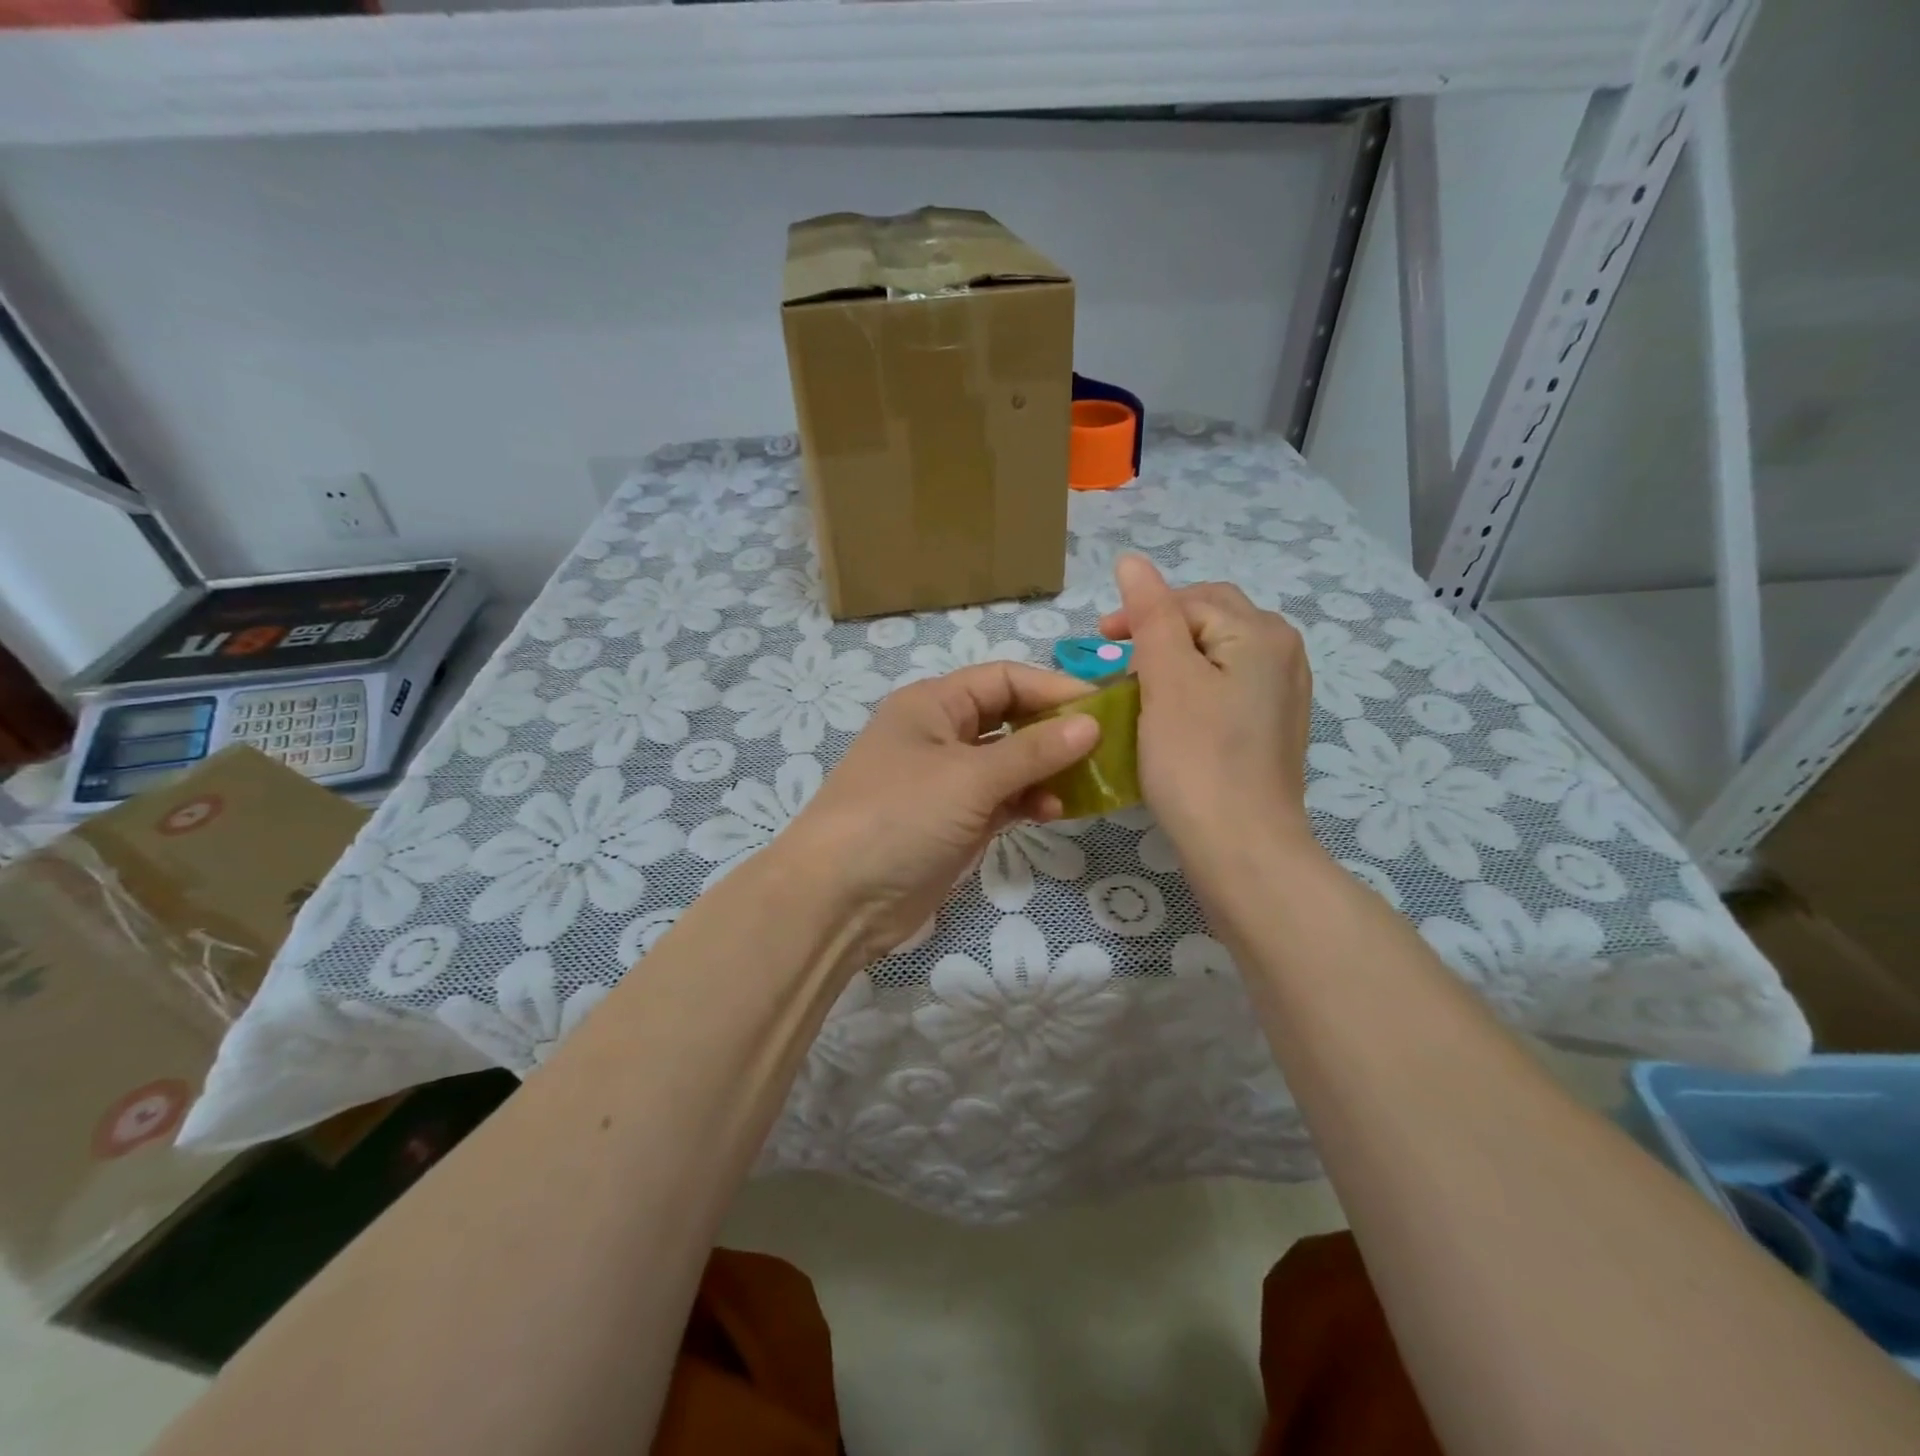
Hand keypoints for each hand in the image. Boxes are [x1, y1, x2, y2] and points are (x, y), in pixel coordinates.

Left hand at [779, 663, 1098, 964]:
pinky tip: (1054, 811)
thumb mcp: (969, 778)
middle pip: (1009, 719)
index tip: (1105, 709)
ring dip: (1046, 770)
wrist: (839, 898)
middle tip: (1105, 748)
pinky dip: (1028, 801)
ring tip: (1085, 784)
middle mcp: (940, 734)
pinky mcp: (953, 821)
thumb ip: (1033, 751)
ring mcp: (946, 781)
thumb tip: (1091, 724)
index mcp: (933, 704)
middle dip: (1054, 731)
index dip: (1054, 689)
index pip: (1004, 679)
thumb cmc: (900, 817)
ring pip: (1009, 763)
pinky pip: (1002, 799)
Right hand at [1098, 554, 1315, 876]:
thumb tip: (1131, 559)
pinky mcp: (1270, 729)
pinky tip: (1169, 717)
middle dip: (1159, 634)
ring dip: (1173, 663)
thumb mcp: (1167, 678)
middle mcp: (1283, 654)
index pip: (1190, 600)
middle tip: (1116, 663)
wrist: (1242, 848)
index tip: (1098, 645)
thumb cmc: (1197, 759)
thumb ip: (1150, 614)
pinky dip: (1191, 691)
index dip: (1141, 614)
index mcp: (1261, 633)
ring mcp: (1282, 695)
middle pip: (1209, 622)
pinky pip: (1226, 689)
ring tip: (1137, 689)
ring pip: (1216, 657)